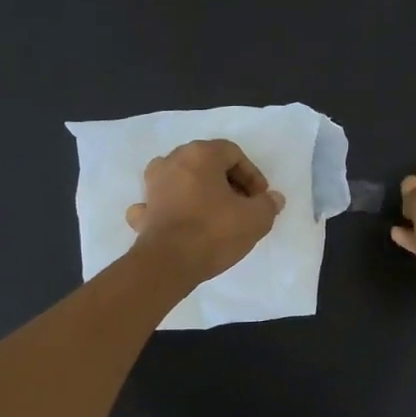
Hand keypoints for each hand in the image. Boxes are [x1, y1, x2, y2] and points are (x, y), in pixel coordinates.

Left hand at [125, 139, 284, 283]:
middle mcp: (172, 161)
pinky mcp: (142, 211)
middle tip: (242, 205)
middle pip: (206, 163)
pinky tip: (179, 220)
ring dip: (198, 191)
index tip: (260, 199)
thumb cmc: (215, 232)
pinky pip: (158, 202)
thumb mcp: (256, 219)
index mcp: (200, 154)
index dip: (252, 175)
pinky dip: (170, 207)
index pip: (233, 153)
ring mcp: (152, 185)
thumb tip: (273, 198)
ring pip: (181, 179)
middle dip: (227, 182)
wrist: (169, 263)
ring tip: (214, 213)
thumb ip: (268, 204)